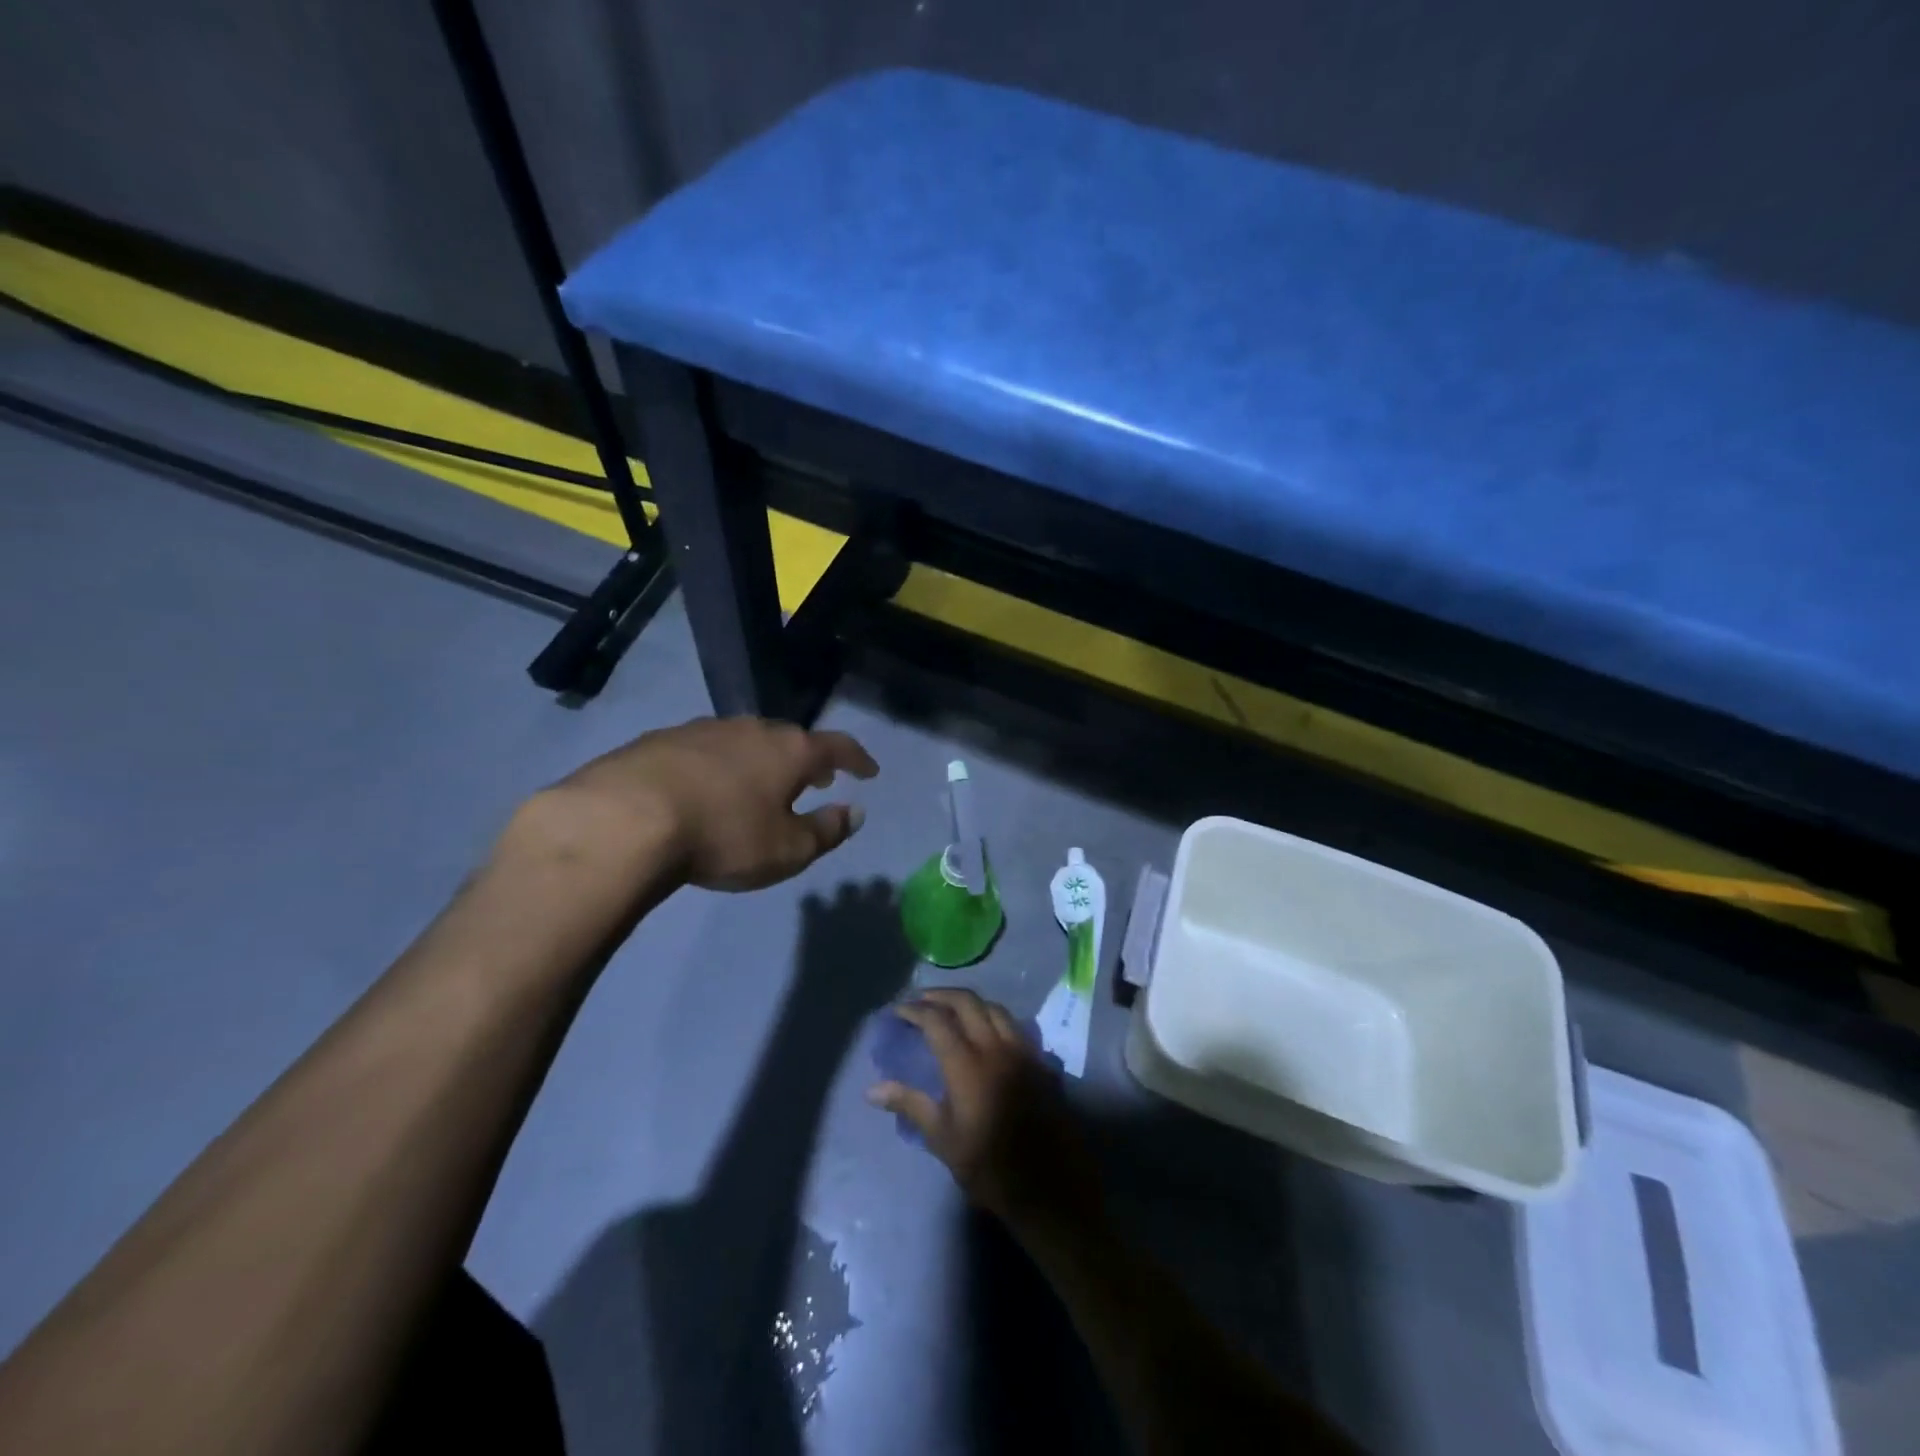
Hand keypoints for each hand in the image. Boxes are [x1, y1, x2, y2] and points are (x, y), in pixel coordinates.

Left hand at [518, 716, 878, 892]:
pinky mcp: (660, 740)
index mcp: (789, 750)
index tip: (869, 771)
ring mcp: (703, 730)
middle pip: (790, 738)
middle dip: (808, 758)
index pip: (837, 746)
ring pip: (745, 740)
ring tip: (763, 782)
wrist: (624, 819)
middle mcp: (751, 729)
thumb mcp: (787, 849)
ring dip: (762, 759)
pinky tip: (708, 787)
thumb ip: (827, 831)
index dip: (857, 759)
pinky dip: (720, 765)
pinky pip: (706, 750)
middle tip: (818, 778)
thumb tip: (855, 812)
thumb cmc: (723, 835)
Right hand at [867, 989, 1102, 1236]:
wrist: (1049, 1186)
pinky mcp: (1041, 1062)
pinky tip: (988, 1032)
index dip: (915, 1011)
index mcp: (967, 1064)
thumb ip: (910, 1105)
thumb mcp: (943, 1139)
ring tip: (953, 1010)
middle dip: (942, 995)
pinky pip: (1015, 1026)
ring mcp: (1023, 1051)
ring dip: (971, 1003)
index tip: (899, 1011)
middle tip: (922, 1000)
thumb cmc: (989, 1167)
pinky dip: (995, 1019)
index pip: (937, 1021)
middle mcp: (996, 1047)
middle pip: (968, 1002)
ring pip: (995, 1008)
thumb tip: (872, 1090)